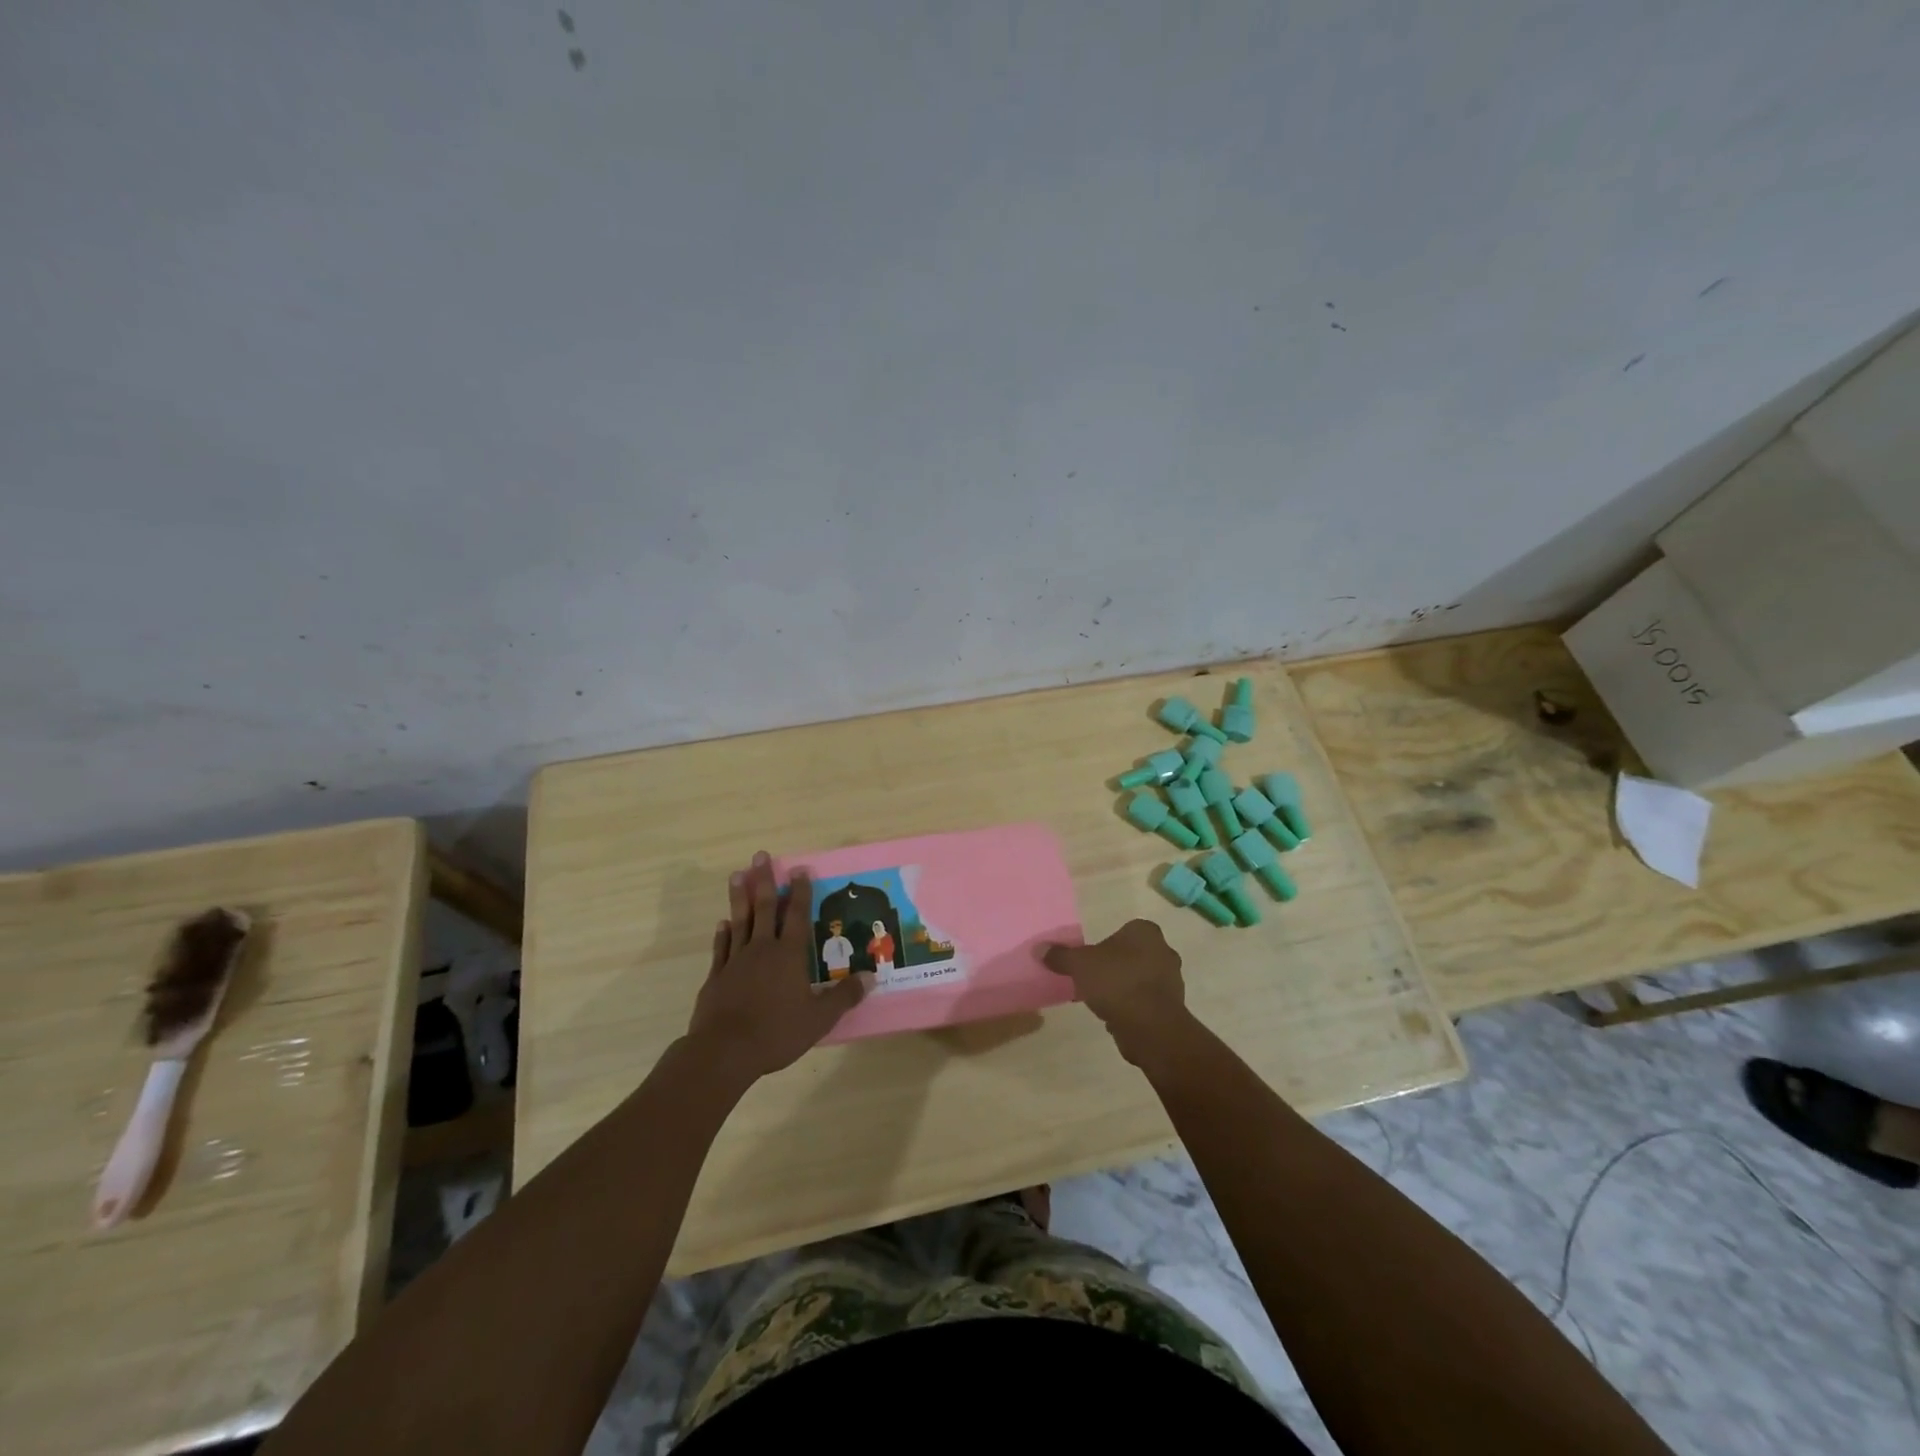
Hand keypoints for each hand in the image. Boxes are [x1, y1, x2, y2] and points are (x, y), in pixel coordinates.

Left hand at [686, 851, 868, 1082]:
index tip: (800, 869)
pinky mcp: (716, 977)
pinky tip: (723, 923)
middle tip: (760, 855)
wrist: (724, 1052)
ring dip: (740, 897)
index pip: (798, 916)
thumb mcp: (819, 1018)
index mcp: (789, 955)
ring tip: (737, 875)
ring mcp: (736, 961)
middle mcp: (762, 950)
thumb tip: (871, 977)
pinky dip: (723, 933)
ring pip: (739, 921)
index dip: (801, 892)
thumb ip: (844, 996)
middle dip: (764, 880)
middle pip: (765, 908)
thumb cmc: (776, 1032)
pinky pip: (722, 948)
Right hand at [1043, 919, 1192, 1069]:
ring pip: (1139, 979)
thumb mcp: (1079, 965)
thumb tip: (1039, 948)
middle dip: (1113, 966)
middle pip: (1131, 955)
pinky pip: (1145, 1001)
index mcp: (1145, 932)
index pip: (1124, 930)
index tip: (1090, 960)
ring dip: (1122, 988)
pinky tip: (1114, 1017)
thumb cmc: (1116, 983)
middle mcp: (1164, 951)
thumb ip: (1060, 956)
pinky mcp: (1172, 1008)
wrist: (1150, 1028)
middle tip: (1091, 979)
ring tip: (1099, 1001)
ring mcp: (1172, 981)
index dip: (1105, 945)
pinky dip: (1131, 1007)